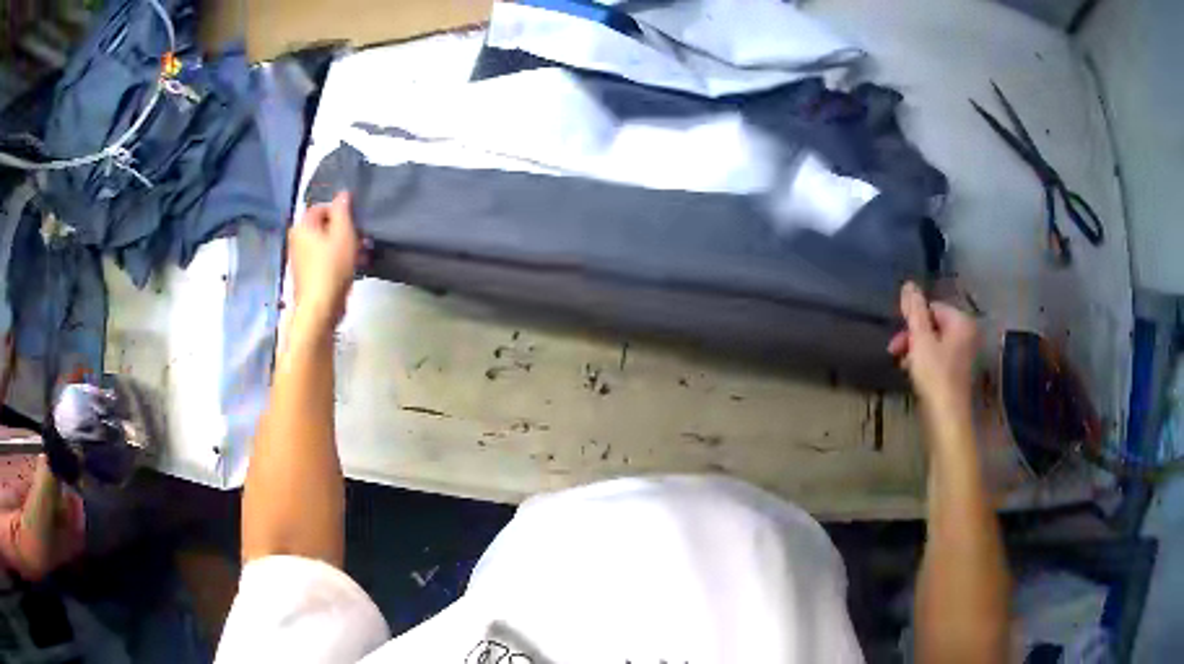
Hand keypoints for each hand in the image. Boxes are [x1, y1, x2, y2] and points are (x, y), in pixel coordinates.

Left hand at [289, 192, 360, 328]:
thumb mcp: (343, 233)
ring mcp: (301, 260)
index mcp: (302, 226)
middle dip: (345, 230)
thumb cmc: (331, 267)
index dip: (340, 211)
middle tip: (363, 237)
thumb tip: (343, 194)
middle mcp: (297, 241)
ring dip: (345, 246)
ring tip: (363, 253)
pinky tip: (355, 267)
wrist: (320, 308)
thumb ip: (343, 210)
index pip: (321, 207)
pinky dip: (339, 260)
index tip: (356, 220)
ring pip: (326, 245)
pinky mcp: (308, 277)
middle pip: (324, 227)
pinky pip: (325, 260)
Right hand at [887, 282, 978, 419]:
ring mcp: (963, 356)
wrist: (946, 418)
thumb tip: (908, 284)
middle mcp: (966, 335)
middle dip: (913, 336)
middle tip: (895, 351)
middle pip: (934, 325)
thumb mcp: (920, 339)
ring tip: (903, 365)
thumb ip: (914, 310)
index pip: (932, 308)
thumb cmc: (935, 375)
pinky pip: (938, 359)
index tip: (898, 336)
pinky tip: (913, 375)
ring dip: (916, 350)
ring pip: (934, 343)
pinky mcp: (956, 374)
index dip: (913, 320)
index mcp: (961, 322)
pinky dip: (924, 363)